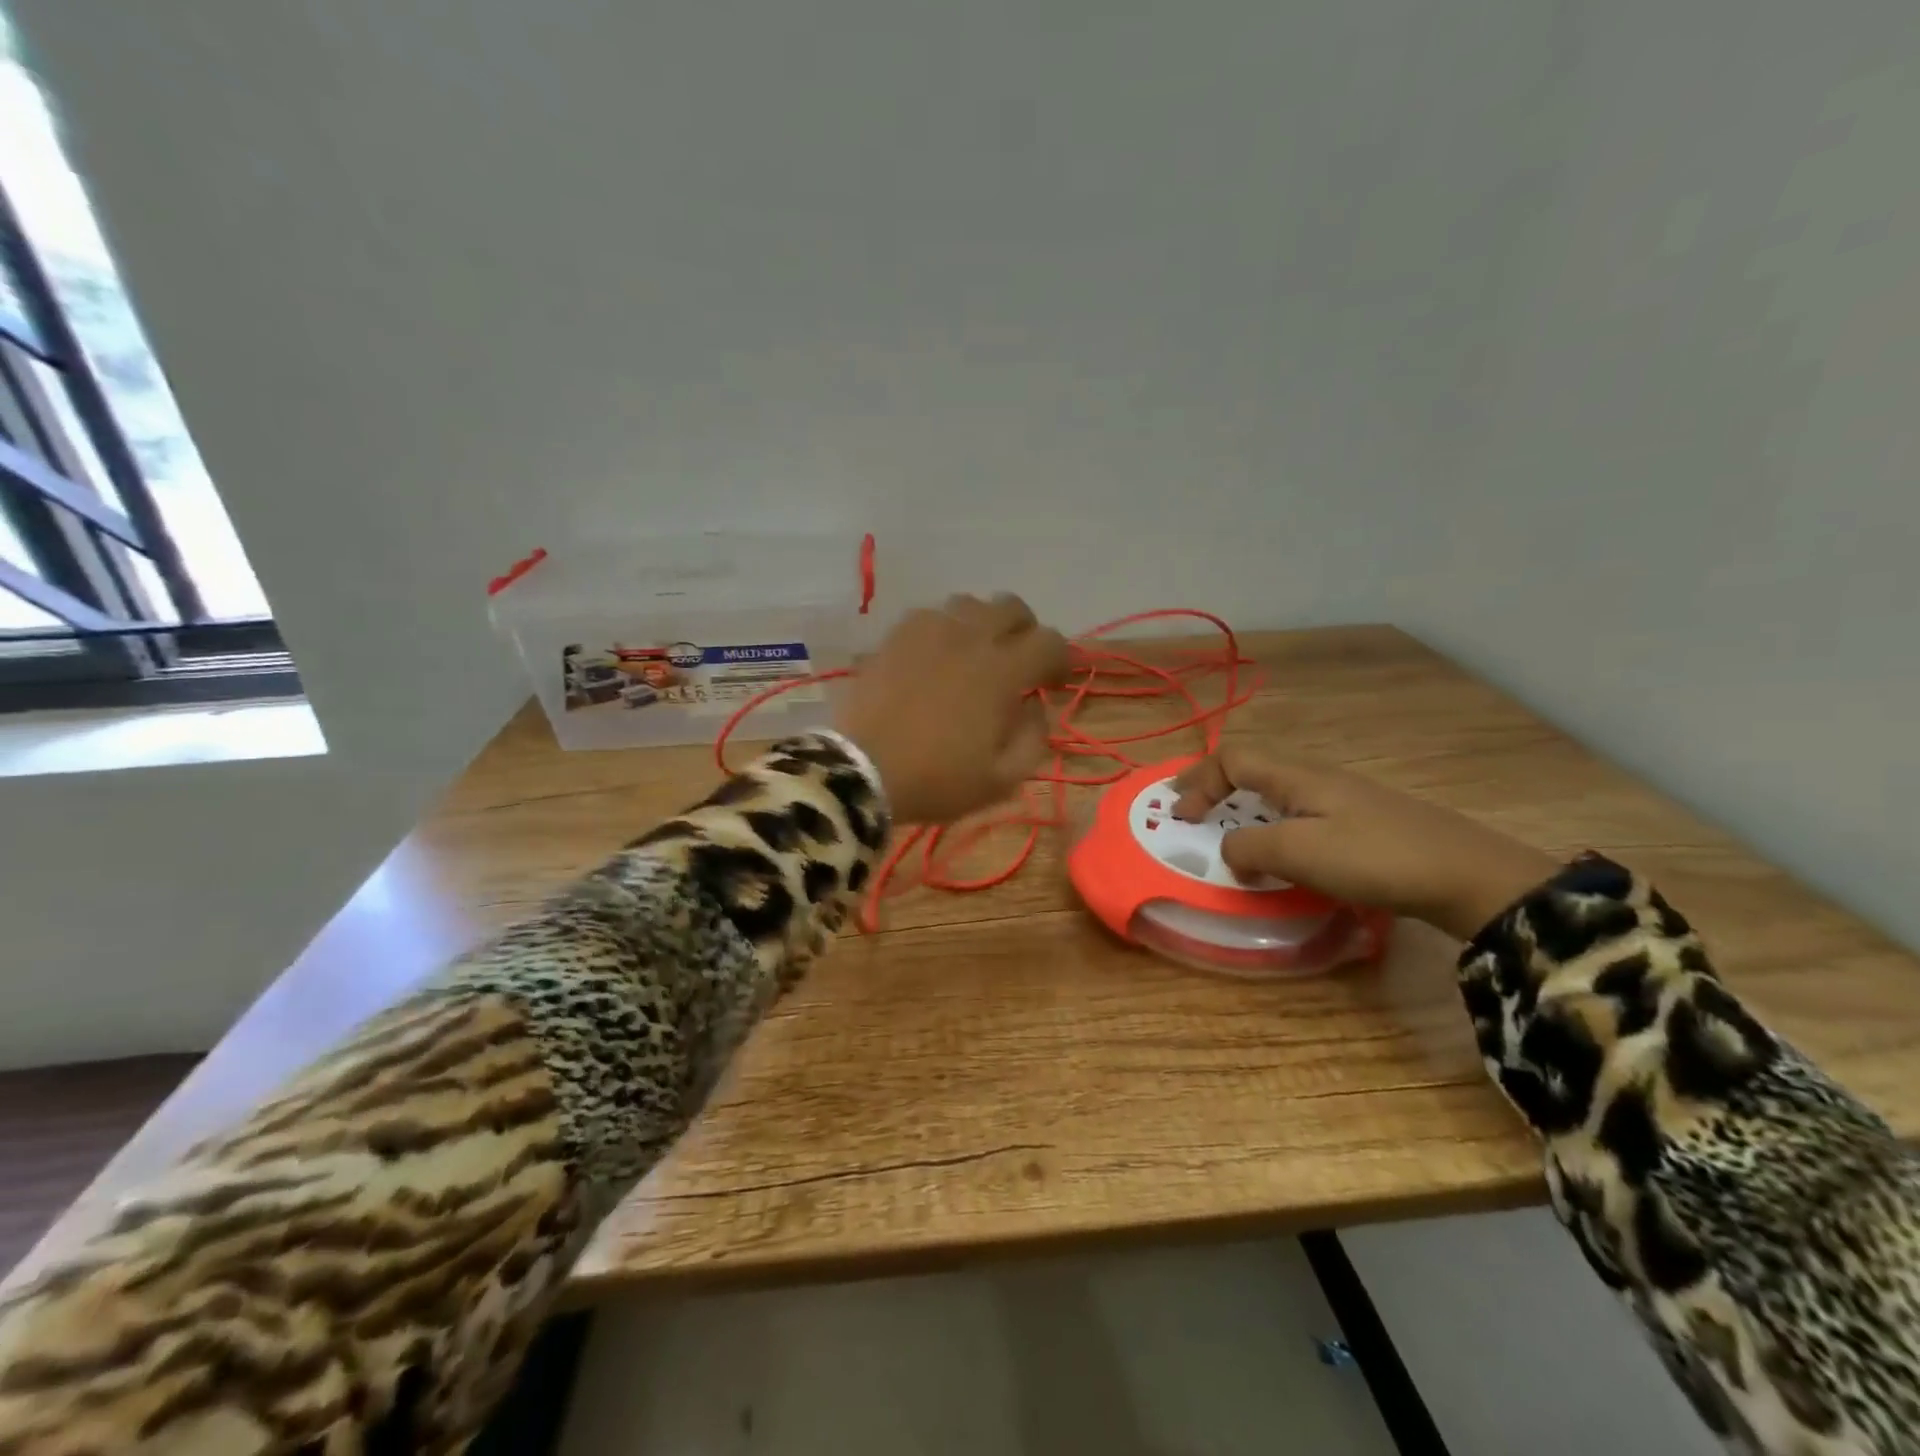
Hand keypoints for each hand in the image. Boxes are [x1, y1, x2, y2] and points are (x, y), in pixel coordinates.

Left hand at [835, 594, 1070, 824]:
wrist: (862, 772)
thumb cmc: (937, 781)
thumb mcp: (1002, 780)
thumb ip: (1033, 739)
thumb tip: (1036, 707)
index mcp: (1001, 671)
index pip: (1050, 642)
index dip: (1062, 660)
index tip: (1053, 684)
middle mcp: (969, 638)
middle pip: (1012, 607)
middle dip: (1025, 631)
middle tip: (1018, 661)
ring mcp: (928, 631)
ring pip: (969, 604)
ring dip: (983, 625)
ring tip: (975, 655)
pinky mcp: (895, 636)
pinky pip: (930, 615)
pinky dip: (944, 630)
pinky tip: (936, 656)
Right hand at [1171, 747, 1557, 939]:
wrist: (1468, 876)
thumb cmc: (1375, 858)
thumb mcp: (1299, 853)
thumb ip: (1249, 847)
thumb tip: (1228, 851)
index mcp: (1297, 776)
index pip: (1232, 758)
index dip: (1199, 781)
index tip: (1180, 817)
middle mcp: (1316, 778)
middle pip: (1253, 767)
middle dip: (1214, 786)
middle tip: (1191, 812)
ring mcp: (1344, 799)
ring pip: (1277, 791)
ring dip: (1243, 807)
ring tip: (1228, 834)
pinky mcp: (1363, 824)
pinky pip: (1299, 814)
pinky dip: (1272, 826)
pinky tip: (1283, 855)